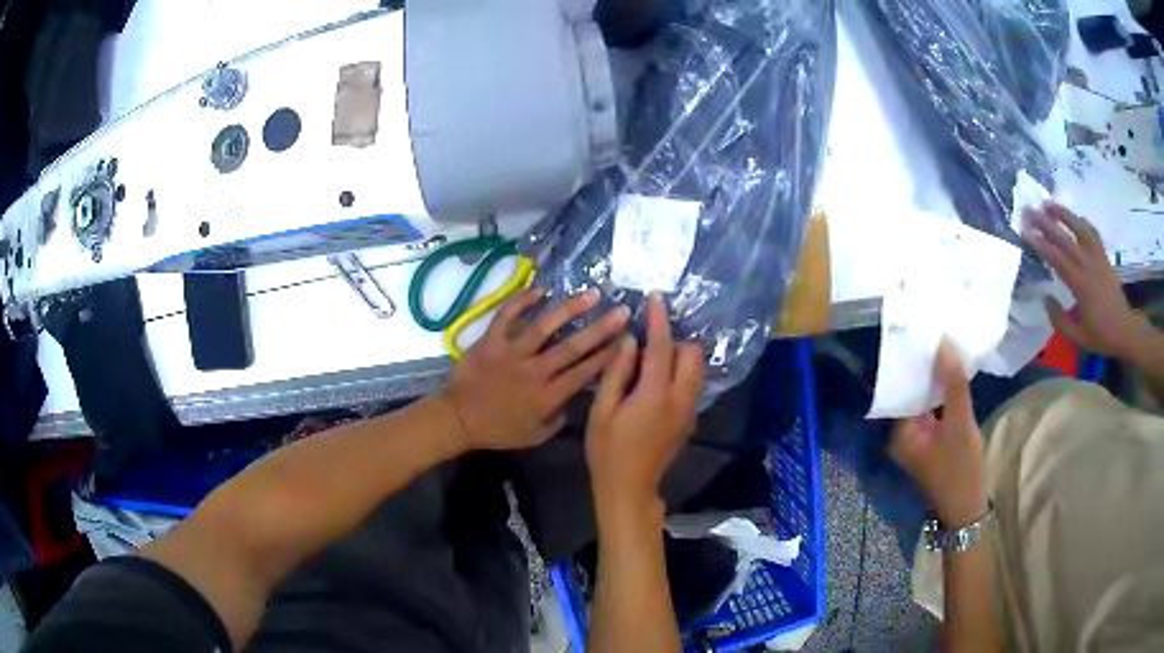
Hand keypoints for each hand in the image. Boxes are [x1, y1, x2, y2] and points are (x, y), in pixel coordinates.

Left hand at [441, 288, 629, 451]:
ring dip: (570, 309)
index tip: (626, 339)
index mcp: (548, 397)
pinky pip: (506, 315)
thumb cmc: (498, 430)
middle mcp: (534, 371)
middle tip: (623, 310)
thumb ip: (560, 417)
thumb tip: (576, 398)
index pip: (584, 372)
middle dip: (600, 328)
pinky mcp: (490, 341)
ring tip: (591, 294)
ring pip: (544, 326)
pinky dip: (522, 301)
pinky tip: (541, 290)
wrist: (458, 419)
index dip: (607, 355)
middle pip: (572, 347)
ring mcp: (511, 353)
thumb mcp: (536, 435)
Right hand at [585, 293, 705, 517]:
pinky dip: (682, 373)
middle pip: (692, 354)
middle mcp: (681, 398)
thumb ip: (616, 372)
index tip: (656, 297)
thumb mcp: (602, 409)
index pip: (662, 346)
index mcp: (656, 394)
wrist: (628, 487)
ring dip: (681, 356)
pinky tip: (657, 381)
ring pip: (697, 369)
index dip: (659, 319)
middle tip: (648, 344)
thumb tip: (628, 340)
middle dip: (675, 340)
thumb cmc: (607, 450)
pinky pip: (693, 384)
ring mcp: (689, 410)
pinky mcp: (689, 420)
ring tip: (652, 360)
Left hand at [890, 342, 986, 527]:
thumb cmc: (960, 468)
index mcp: (899, 432)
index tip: (918, 333)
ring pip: (923, 399)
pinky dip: (941, 393)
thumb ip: (952, 384)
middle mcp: (902, 434)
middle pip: (911, 392)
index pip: (900, 388)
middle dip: (924, 367)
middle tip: (933, 332)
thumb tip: (943, 343)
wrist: (967, 507)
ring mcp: (917, 437)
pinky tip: (951, 371)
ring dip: (934, 379)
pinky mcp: (930, 439)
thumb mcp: (960, 423)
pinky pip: (932, 409)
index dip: (911, 362)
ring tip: (943, 344)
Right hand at [1023, 202, 1152, 358]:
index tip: (1025, 231)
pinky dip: (1081, 222)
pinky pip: (1092, 233)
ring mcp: (1098, 258)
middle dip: (1045, 222)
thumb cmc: (1102, 337)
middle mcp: (1088, 265)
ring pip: (1079, 228)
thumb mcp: (1078, 338)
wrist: (1125, 330)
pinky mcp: (1104, 256)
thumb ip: (1059, 320)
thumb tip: (1045, 298)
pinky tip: (1074, 219)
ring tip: (1048, 204)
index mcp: (1081, 286)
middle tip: (1028, 210)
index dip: (1040, 243)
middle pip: (1065, 238)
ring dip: (1063, 214)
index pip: (1057, 259)